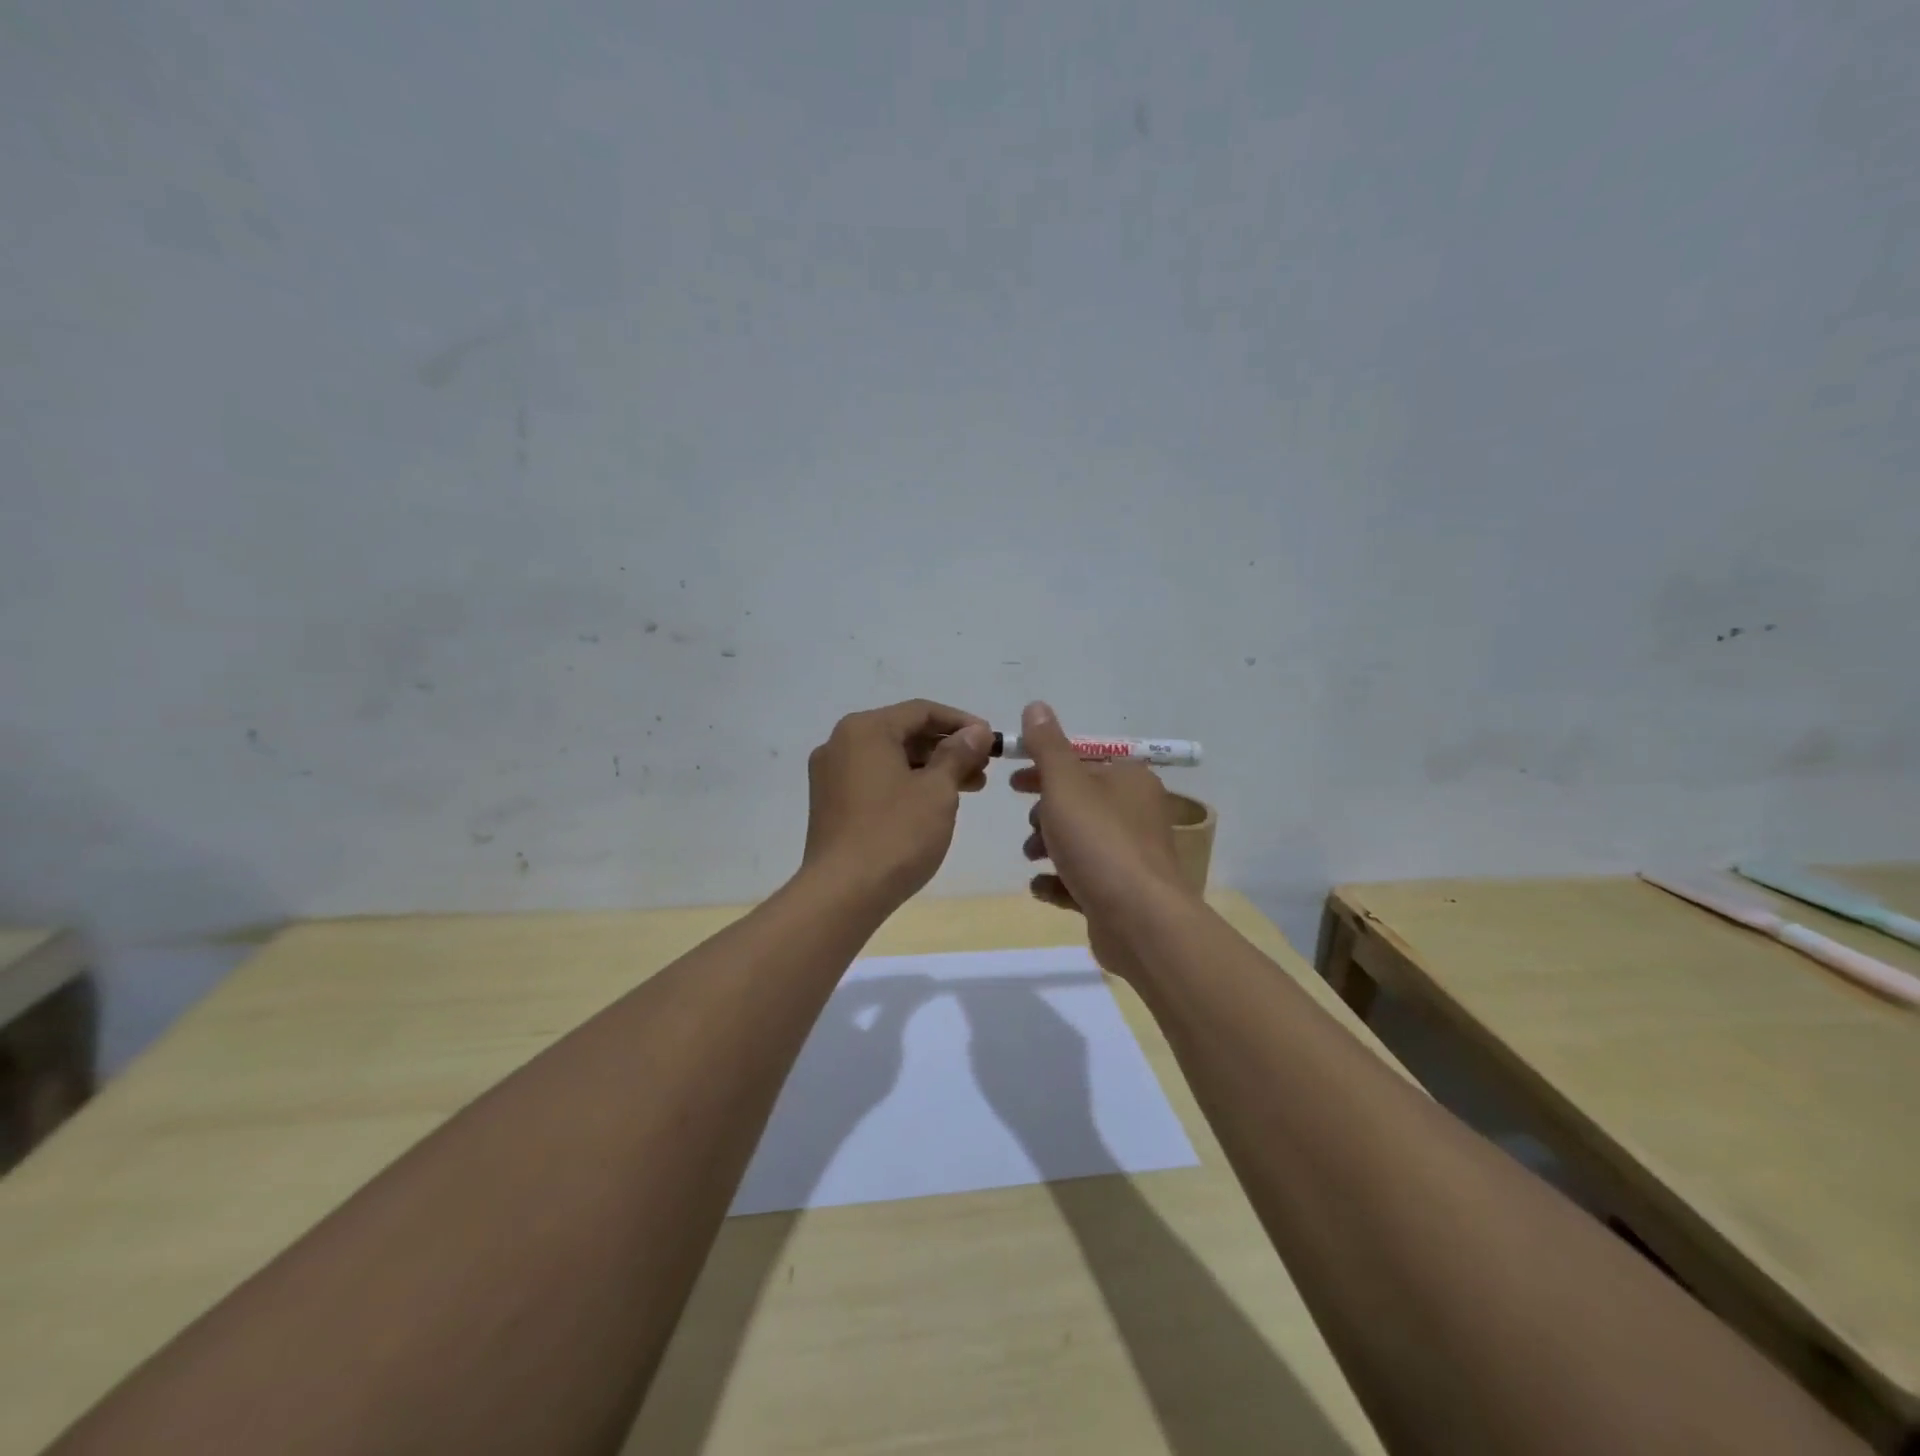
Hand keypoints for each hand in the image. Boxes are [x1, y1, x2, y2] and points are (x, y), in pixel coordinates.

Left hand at [801, 699, 993, 904]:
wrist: (842, 893)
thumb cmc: (895, 834)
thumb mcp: (937, 790)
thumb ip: (958, 754)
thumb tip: (977, 731)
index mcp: (865, 729)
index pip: (922, 711)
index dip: (962, 723)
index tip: (992, 741)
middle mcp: (841, 743)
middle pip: (904, 733)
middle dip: (947, 748)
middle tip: (984, 768)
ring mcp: (831, 775)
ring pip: (890, 759)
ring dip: (931, 768)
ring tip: (969, 788)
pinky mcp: (830, 804)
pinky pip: (875, 780)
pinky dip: (906, 784)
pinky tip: (933, 804)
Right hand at [1012, 701, 1195, 965]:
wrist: (1139, 919)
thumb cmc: (1099, 841)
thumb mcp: (1065, 784)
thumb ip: (1047, 746)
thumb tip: (1036, 706)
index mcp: (1129, 779)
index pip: (1083, 762)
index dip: (1045, 768)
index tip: (1014, 782)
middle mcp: (1136, 812)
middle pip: (1080, 803)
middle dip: (1046, 813)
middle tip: (1030, 825)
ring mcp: (1132, 856)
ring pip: (1080, 841)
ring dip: (1049, 846)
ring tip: (1033, 859)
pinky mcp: (1123, 893)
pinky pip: (1084, 879)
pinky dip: (1060, 881)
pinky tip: (1042, 887)